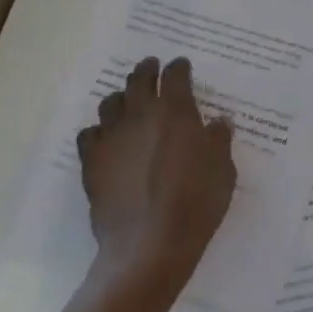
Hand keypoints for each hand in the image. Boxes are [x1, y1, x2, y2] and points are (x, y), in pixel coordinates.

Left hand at [76, 56, 235, 304]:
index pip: (175, 75)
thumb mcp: (223, 171)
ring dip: (121, 97)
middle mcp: (141, 114)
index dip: (179, 67)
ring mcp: (112, 136)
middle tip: (152, 66)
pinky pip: (89, 134)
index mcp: (176, 111)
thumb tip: (218, 123)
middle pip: (139, 78)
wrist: (148, 245)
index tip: (182, 66)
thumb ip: (219, 141)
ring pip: (111, 102)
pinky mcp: (92, 162)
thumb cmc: (195, 204)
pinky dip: (98, 132)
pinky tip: (106, 140)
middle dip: (147, 69)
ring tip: (128, 103)